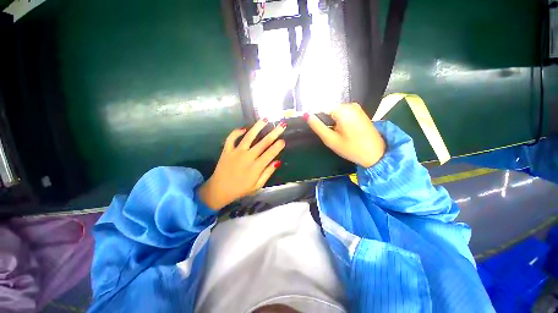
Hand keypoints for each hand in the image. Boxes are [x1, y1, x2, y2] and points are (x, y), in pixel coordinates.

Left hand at [199, 119, 286, 209]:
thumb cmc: (241, 189)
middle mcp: (247, 157)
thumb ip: (267, 173)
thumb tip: (277, 161)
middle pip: (263, 142)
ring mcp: (236, 152)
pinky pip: (231, 138)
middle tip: (281, 125)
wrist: (219, 190)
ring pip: (249, 136)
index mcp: (256, 167)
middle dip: (274, 133)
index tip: (283, 140)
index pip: (270, 153)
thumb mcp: (257, 186)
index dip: (278, 146)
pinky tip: (243, 128)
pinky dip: (236, 132)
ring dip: (258, 127)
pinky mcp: (227, 150)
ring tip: (265, 119)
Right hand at [305, 103, 385, 167]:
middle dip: (325, 121)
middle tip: (328, 134)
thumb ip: (317, 126)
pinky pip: (343, 114)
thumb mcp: (331, 139)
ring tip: (335, 134)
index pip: (321, 108)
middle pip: (328, 110)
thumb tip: (306, 115)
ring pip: (335, 112)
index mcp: (343, 110)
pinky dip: (339, 121)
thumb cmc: (352, 148)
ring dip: (331, 122)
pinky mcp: (359, 112)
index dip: (316, 118)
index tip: (317, 129)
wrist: (376, 154)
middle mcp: (350, 105)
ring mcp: (356, 108)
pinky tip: (342, 131)